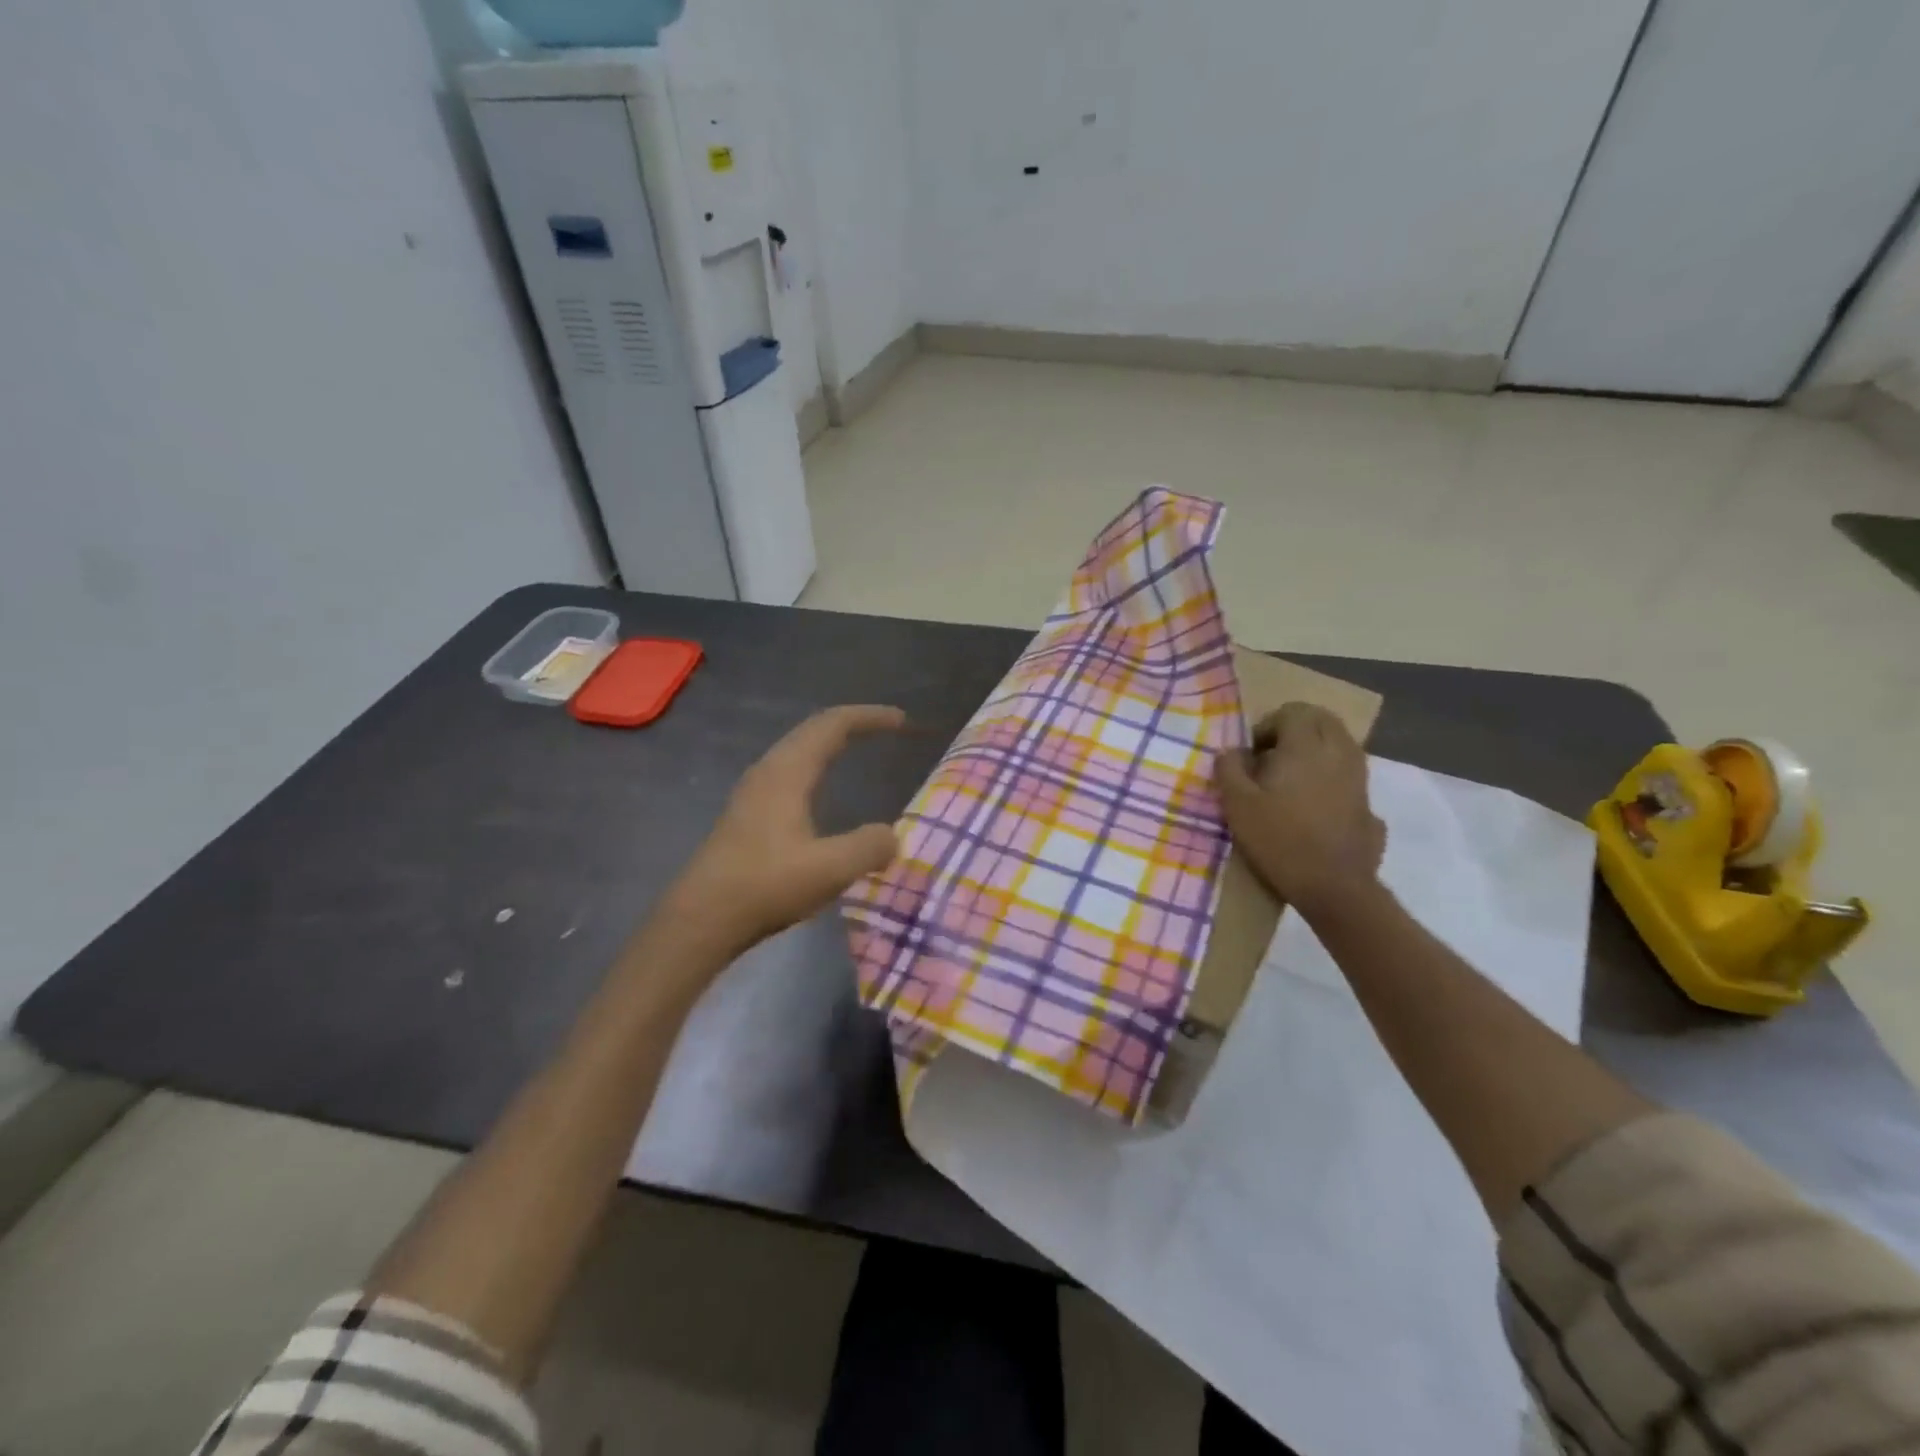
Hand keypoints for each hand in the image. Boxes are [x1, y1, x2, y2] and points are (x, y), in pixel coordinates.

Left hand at [664, 705, 906, 957]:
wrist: (701, 919)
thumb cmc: (765, 886)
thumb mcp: (830, 869)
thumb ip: (869, 846)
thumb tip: (892, 836)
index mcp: (787, 772)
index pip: (833, 725)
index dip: (869, 717)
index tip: (902, 721)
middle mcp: (768, 771)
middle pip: (813, 730)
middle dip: (852, 723)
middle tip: (888, 728)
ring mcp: (753, 792)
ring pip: (797, 749)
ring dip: (830, 742)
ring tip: (858, 749)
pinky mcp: (747, 813)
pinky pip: (789, 770)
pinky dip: (815, 765)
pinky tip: (821, 791)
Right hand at [1216, 702, 1385, 919]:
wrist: (1334, 887)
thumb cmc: (1280, 840)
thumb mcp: (1238, 805)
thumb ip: (1229, 769)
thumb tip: (1230, 751)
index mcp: (1306, 747)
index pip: (1293, 711)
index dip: (1268, 725)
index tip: (1252, 753)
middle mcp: (1338, 752)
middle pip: (1322, 719)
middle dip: (1296, 729)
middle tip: (1272, 756)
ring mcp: (1359, 777)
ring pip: (1340, 743)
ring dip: (1316, 750)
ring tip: (1291, 779)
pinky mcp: (1369, 803)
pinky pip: (1349, 773)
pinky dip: (1331, 775)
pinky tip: (1314, 804)